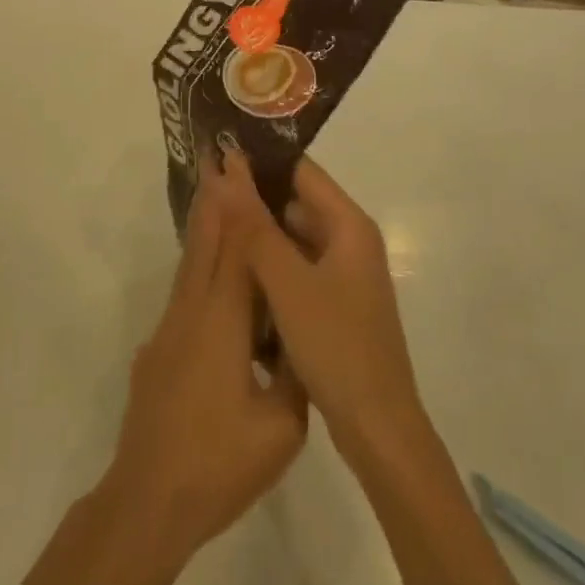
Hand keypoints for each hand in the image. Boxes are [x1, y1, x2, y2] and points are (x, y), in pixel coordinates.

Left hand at [99, 156, 308, 573]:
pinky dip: (198, 262)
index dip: (242, 204)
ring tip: (213, 193)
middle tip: (220, 158)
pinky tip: (207, 267)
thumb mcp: (282, 426)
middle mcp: (192, 311)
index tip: (241, 165)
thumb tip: (302, 339)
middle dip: (216, 199)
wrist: (147, 502)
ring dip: (203, 225)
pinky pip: (185, 290)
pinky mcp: (159, 349)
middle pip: (206, 242)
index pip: (238, 247)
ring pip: (191, 263)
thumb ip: (296, 373)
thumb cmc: (220, 463)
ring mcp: (170, 329)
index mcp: (223, 320)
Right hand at [226, 151, 429, 471]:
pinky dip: (271, 268)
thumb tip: (229, 171)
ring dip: (260, 236)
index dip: (263, 160)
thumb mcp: (288, 283)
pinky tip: (236, 276)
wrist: (378, 429)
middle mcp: (351, 241)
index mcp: (350, 225)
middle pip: (297, 203)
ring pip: (294, 239)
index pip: (302, 170)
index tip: (219, 154)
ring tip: (213, 231)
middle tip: (207, 197)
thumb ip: (256, 228)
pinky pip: (297, 270)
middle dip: (255, 200)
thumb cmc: (336, 345)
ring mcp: (344, 275)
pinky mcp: (335, 304)